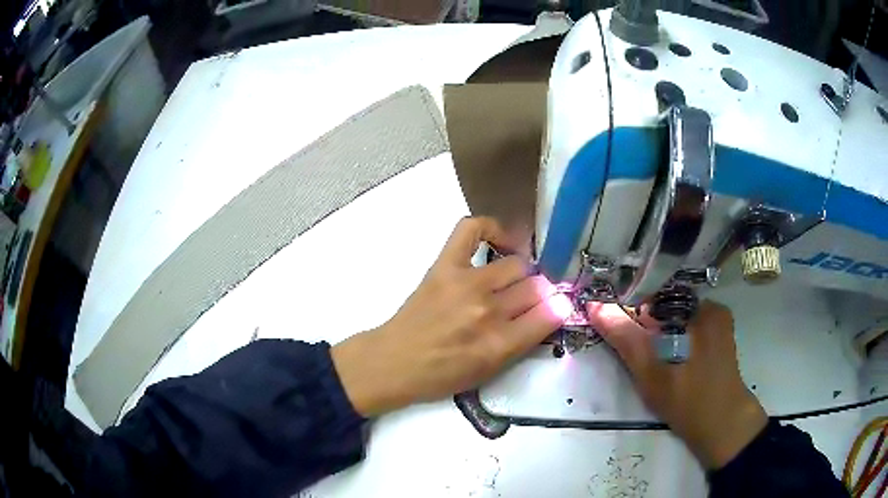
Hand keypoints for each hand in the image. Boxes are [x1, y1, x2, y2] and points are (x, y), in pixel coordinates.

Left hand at [332, 217, 571, 416]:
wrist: (394, 362)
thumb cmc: (442, 375)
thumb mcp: (490, 371)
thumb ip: (524, 341)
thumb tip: (554, 309)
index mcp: (499, 344)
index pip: (549, 314)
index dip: (559, 307)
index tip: (558, 305)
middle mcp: (488, 310)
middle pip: (536, 287)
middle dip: (541, 293)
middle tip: (529, 299)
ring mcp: (466, 283)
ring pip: (516, 264)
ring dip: (521, 273)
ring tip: (512, 280)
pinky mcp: (445, 264)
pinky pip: (473, 229)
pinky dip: (491, 228)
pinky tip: (500, 242)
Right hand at [587, 300, 767, 468]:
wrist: (723, 426)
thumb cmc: (689, 401)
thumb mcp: (653, 374)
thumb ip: (625, 339)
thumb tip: (595, 305)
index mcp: (702, 308)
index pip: (657, 293)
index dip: (632, 306)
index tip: (615, 324)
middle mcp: (712, 307)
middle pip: (667, 304)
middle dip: (645, 321)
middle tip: (631, 348)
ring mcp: (718, 322)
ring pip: (676, 316)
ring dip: (658, 330)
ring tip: (647, 356)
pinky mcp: (719, 336)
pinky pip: (687, 326)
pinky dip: (672, 336)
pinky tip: (665, 358)